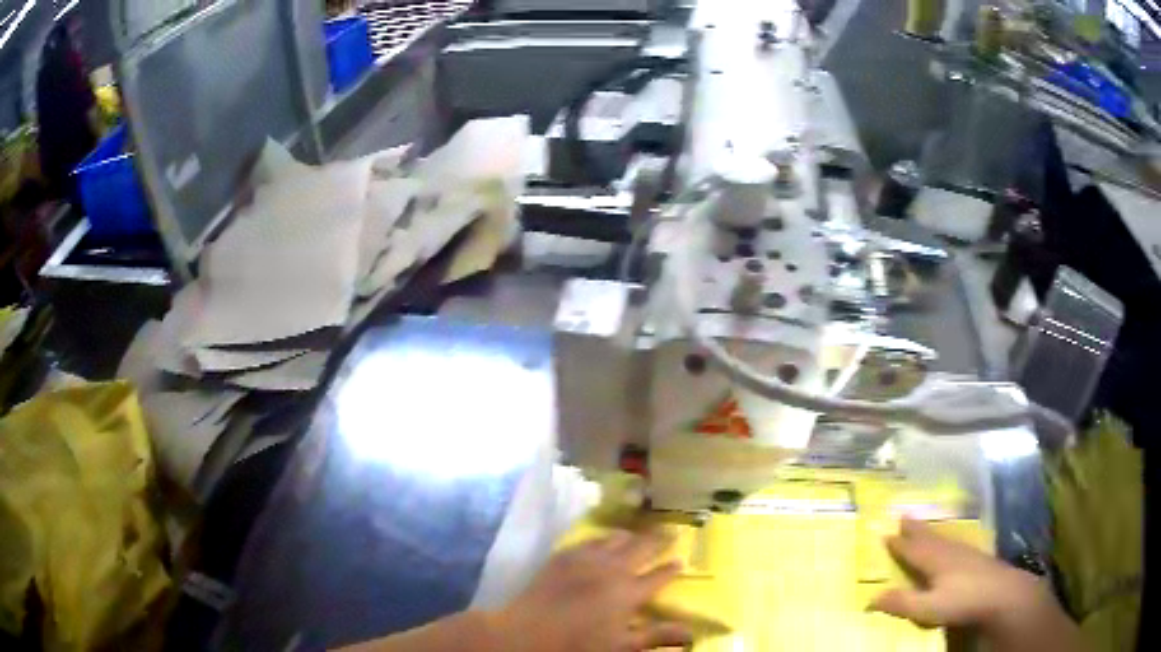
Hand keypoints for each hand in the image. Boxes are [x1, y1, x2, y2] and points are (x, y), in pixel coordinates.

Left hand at [494, 531, 690, 651]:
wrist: (528, 631)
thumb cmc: (578, 644)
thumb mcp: (622, 645)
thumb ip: (656, 636)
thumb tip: (691, 631)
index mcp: (628, 592)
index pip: (658, 576)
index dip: (672, 568)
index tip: (682, 559)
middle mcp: (612, 569)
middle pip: (641, 548)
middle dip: (658, 539)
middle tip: (671, 530)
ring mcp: (586, 559)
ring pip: (615, 539)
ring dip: (631, 536)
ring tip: (638, 533)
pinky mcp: (564, 555)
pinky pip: (589, 539)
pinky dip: (602, 537)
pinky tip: (603, 539)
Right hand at [870, 518, 1084, 651]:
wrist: (1003, 594)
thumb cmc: (963, 601)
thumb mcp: (928, 608)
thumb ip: (901, 603)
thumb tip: (869, 599)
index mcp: (935, 561)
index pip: (913, 550)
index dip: (899, 544)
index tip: (885, 533)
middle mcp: (949, 551)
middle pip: (929, 538)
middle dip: (915, 530)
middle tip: (904, 515)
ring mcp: (966, 553)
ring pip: (944, 538)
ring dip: (931, 532)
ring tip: (923, 526)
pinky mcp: (978, 559)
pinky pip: (956, 543)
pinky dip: (947, 540)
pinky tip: (952, 544)